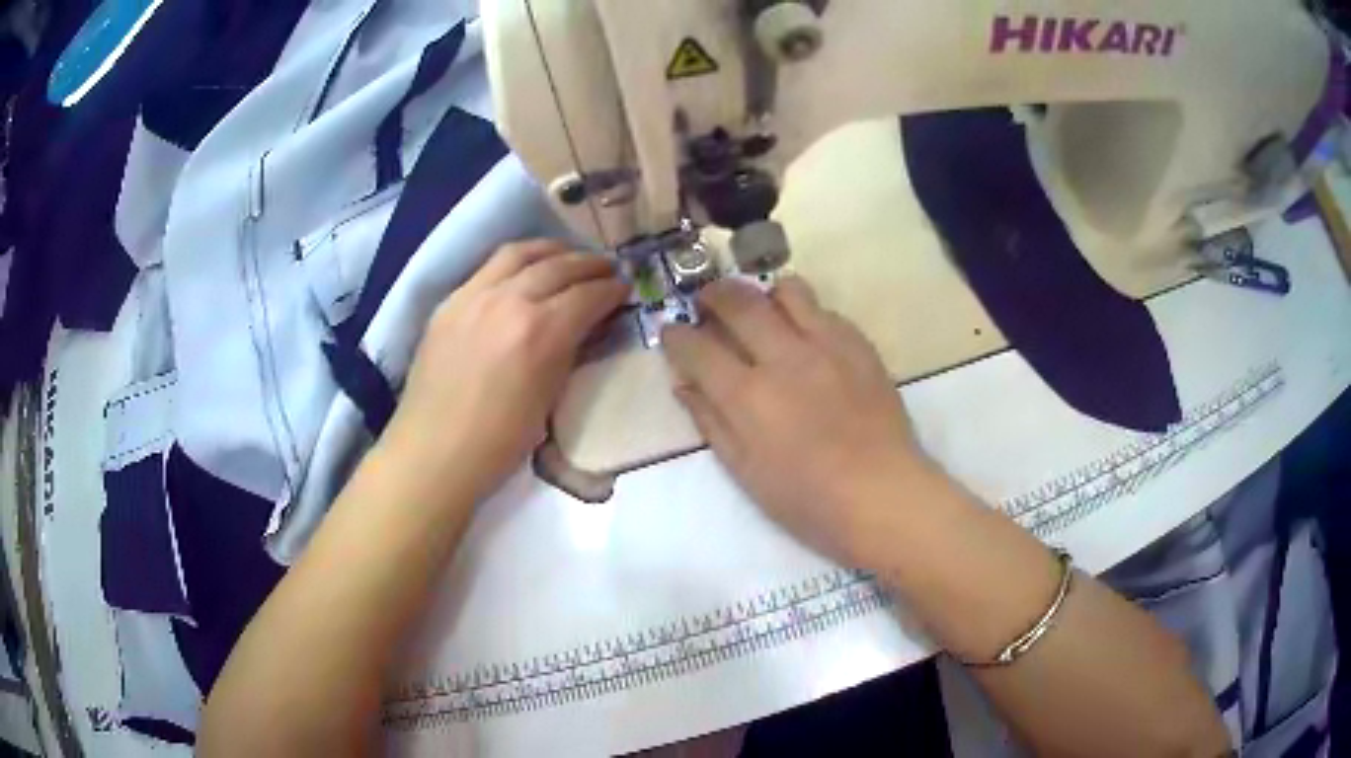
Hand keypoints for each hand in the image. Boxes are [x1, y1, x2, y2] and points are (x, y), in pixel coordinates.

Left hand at [382, 240, 627, 503]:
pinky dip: (515, 262)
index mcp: (540, 332)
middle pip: (558, 266)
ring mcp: (473, 296)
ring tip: (567, 255)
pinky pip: (487, 267)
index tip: (625, 287)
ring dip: (551, 250)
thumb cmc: (499, 443)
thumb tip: (583, 328)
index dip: (611, 289)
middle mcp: (509, 300)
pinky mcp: (449, 302)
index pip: (587, 295)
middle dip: (589, 264)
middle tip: (607, 267)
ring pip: (519, 253)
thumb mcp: (549, 399)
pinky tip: (523, 270)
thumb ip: (568, 353)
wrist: (433, 453)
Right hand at [662, 277, 931, 563]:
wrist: (883, 495)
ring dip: (763, 294)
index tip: (670, 332)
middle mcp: (783, 357)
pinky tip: (806, 335)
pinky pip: (826, 309)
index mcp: (748, 395)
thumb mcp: (745, 472)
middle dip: (712, 295)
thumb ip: (711, 422)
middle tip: (705, 301)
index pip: (696, 347)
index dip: (675, 335)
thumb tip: (684, 385)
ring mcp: (827, 345)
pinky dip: (805, 312)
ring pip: (786, 291)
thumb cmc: (808, 500)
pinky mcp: (860, 345)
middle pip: (737, 302)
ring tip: (760, 309)